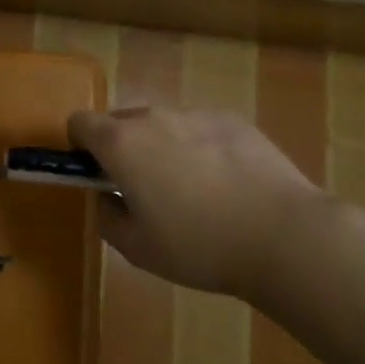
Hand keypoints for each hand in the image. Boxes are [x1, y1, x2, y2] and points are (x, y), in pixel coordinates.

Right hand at [68, 107, 323, 302]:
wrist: (285, 236)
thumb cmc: (200, 246)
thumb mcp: (137, 249)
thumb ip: (106, 217)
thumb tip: (106, 198)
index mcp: (121, 144)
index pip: (79, 122)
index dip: (80, 147)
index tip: (95, 175)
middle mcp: (153, 118)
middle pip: (121, 121)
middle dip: (122, 148)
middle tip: (143, 191)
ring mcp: (196, 115)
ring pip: (163, 125)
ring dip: (162, 148)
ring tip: (193, 192)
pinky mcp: (234, 121)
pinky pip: (200, 129)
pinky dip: (201, 149)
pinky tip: (228, 185)